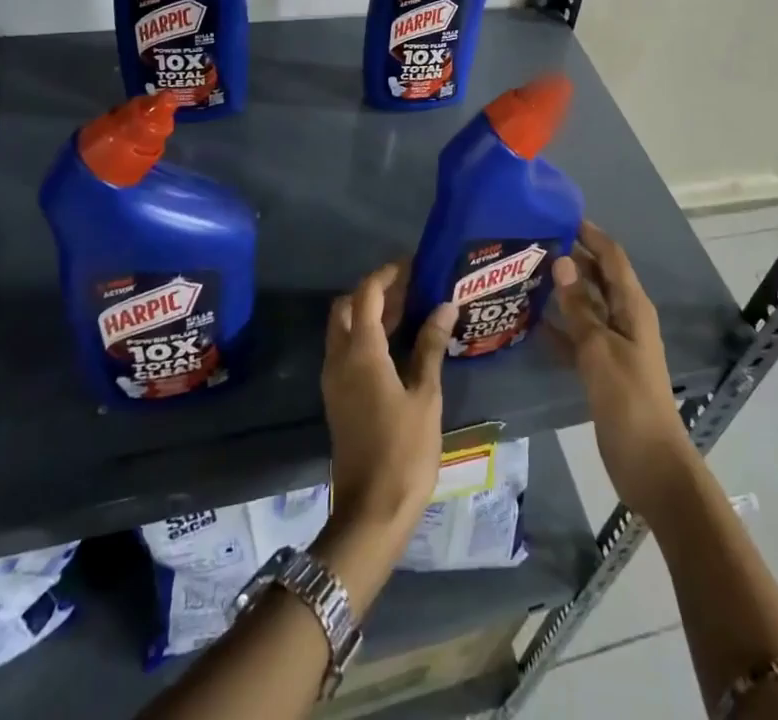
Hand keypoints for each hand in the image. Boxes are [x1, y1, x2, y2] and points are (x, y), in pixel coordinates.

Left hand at [321, 263, 454, 549]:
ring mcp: (334, 379)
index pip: (366, 294)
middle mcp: (339, 358)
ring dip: (369, 314)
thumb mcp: (425, 396)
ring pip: (342, 328)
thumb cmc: (404, 451)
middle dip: (374, 292)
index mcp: (361, 352)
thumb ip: (430, 346)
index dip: (387, 274)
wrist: (371, 512)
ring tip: (409, 311)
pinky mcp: (336, 397)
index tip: (413, 265)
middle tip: (410, 289)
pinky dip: (364, 336)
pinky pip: (345, 350)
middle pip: (347, 306)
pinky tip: (396, 345)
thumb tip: (444, 305)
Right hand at [550, 223, 697, 513]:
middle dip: (572, 258)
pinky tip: (532, 322)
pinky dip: (560, 326)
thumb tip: (563, 262)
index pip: (612, 257)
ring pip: (586, 306)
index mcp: (632, 307)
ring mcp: (614, 343)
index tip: (560, 216)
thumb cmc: (627, 399)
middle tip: (534, 243)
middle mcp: (625, 318)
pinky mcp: (603, 368)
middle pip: (598, 278)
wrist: (649, 463)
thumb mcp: (599, 349)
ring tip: (527, 275)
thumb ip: (579, 307)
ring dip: (563, 291)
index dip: (591, 234)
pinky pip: (579, 336)